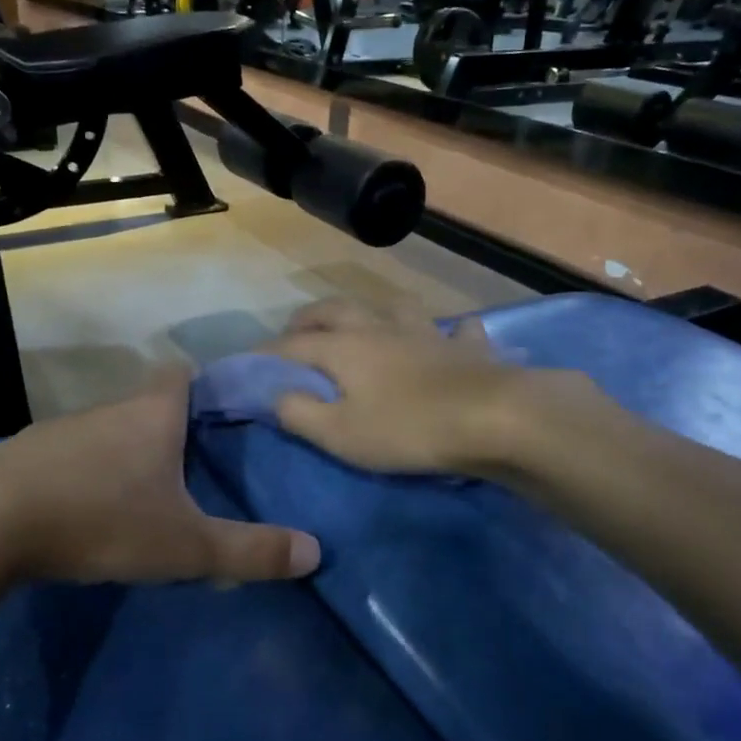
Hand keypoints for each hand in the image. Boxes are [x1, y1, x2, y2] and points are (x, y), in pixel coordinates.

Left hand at [0, 370, 319, 599]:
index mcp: (154, 413)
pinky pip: (75, 455)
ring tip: (150, 489)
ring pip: (111, 430)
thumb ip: (249, 550)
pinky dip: (90, 471)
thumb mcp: (183, 544)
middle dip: (174, 427)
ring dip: (130, 452)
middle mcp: (111, 409)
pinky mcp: (28, 456)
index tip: (227, 412)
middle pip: (151, 403)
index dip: (208, 385)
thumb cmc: (99, 518)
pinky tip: (91, 506)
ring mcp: (64, 430)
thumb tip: (316, 553)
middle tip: (200, 463)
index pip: (185, 373)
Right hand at [268, 300, 606, 476]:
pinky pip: (456, 330)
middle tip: (295, 332)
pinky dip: (448, 331)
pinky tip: (451, 335)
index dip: (268, 354)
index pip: (294, 346)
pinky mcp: (466, 347)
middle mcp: (380, 329)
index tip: (248, 364)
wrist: (492, 418)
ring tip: (364, 321)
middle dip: (309, 319)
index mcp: (345, 348)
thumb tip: (275, 396)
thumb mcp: (341, 433)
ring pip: (392, 306)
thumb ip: (300, 413)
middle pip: (336, 311)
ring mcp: (426, 333)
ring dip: (371, 310)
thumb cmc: (407, 428)